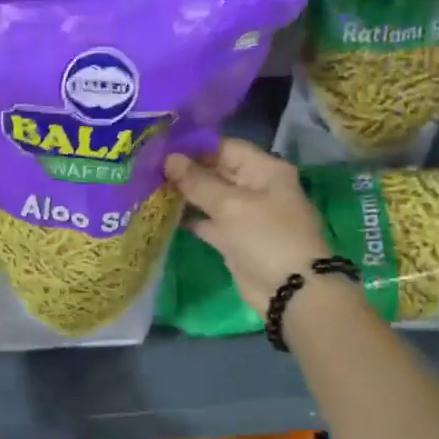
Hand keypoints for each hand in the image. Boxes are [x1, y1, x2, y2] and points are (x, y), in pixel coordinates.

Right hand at [164, 140, 328, 311]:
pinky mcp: (235, 240)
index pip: (225, 148)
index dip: (194, 147)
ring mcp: (245, 215)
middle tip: (148, 168)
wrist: (290, 291)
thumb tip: (169, 159)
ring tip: (150, 187)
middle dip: (186, 171)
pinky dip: (190, 219)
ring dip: (185, 195)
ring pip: (210, 198)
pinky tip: (163, 214)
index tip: (160, 148)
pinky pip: (209, 222)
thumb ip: (197, 182)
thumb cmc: (266, 237)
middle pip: (217, 172)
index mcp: (265, 170)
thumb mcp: (231, 205)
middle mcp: (256, 188)